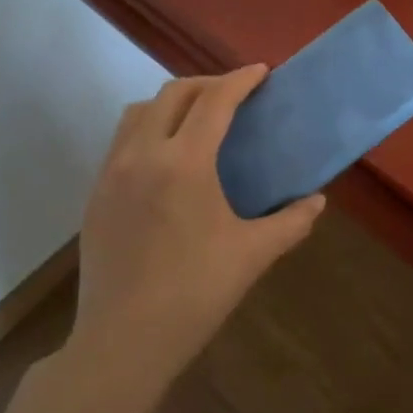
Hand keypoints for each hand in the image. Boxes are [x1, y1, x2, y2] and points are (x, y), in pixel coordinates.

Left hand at [66, 66, 324, 405]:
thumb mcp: (253, 254)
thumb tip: (317, 200)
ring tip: (197, 119)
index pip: (214, 101)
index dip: (240, 80)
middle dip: (207, 84)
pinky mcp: (95, 194)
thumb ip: (291, 221)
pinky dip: (148, 129)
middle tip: (235, 94)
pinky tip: (166, 159)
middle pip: (172, 94)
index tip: (261, 71)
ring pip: (139, 112)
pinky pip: (121, 141)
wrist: (124, 340)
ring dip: (171, 102)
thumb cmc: (196, 293)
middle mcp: (142, 155)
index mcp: (184, 163)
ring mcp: (112, 173)